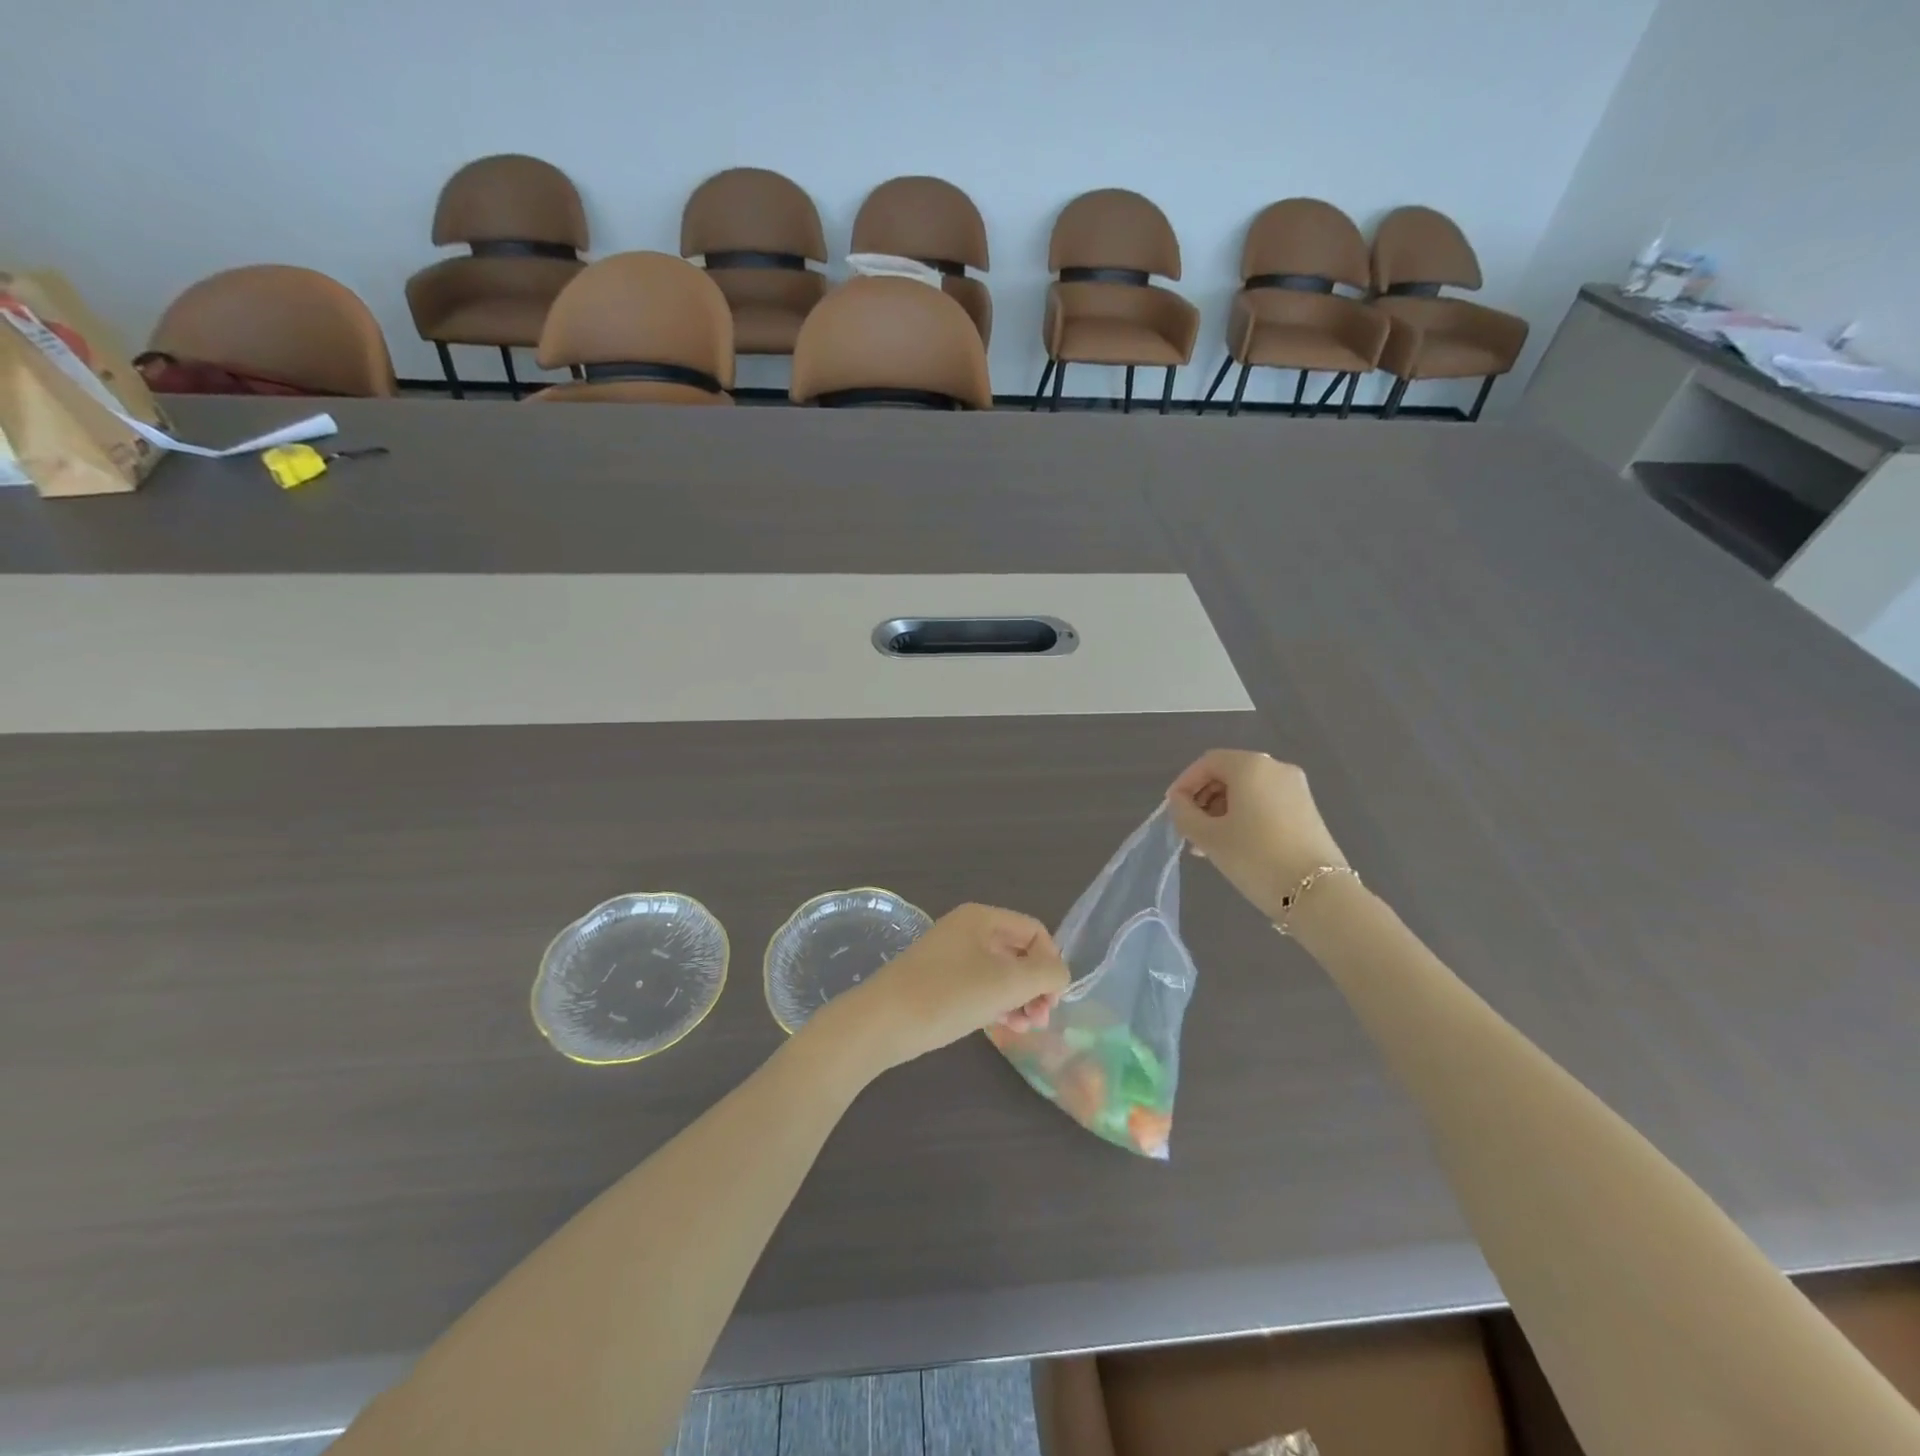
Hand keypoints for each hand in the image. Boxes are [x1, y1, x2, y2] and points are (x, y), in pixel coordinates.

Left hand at [815, 903, 1069, 1074]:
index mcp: (983, 918)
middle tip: (1040, 1020)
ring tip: (1023, 1028)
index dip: (1051, 964)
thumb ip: (1045, 973)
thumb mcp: (1006, 983)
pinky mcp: (940, 982)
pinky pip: (981, 987)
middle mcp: (968, 930)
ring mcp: (952, 956)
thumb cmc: (948, 995)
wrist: (882, 1022)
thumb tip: (1060, 974)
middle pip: (1019, 952)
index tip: (1051, 1000)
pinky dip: (997, 1004)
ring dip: (1019, 999)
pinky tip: (1003, 1028)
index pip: (1035, 932)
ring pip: (1001, 973)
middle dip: (1036, 986)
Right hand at [1166, 750, 1348, 921]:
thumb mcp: (1208, 836)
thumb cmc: (1254, 857)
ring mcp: (1296, 789)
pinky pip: (1265, 803)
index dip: (1184, 783)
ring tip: (1206, 844)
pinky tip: (1233, 845)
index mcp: (1250, 765)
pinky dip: (1244, 816)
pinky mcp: (1307, 810)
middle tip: (1188, 829)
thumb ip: (1184, 813)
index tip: (1172, 810)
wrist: (1317, 893)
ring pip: (1246, 791)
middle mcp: (1276, 768)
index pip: (1207, 763)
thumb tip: (1179, 802)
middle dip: (1203, 799)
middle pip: (1228, 774)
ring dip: (1221, 811)